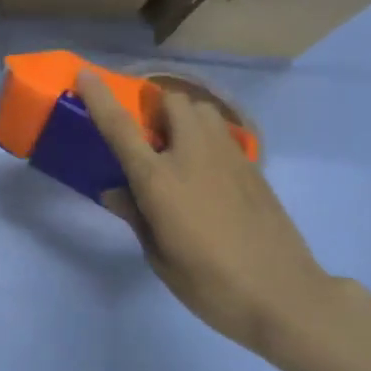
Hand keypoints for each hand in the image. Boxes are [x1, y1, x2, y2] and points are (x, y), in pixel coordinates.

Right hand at [78, 72, 345, 365]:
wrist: (283, 295)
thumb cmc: (210, 284)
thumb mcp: (159, 256)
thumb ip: (135, 215)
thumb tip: (113, 190)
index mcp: (159, 180)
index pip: (121, 128)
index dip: (100, 98)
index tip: (86, 75)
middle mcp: (193, 155)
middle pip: (173, 101)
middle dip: (156, 107)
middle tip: (147, 135)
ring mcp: (228, 157)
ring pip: (203, 111)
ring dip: (184, 118)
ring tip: (177, 149)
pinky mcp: (254, 168)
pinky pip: (222, 134)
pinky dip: (206, 138)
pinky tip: (206, 173)